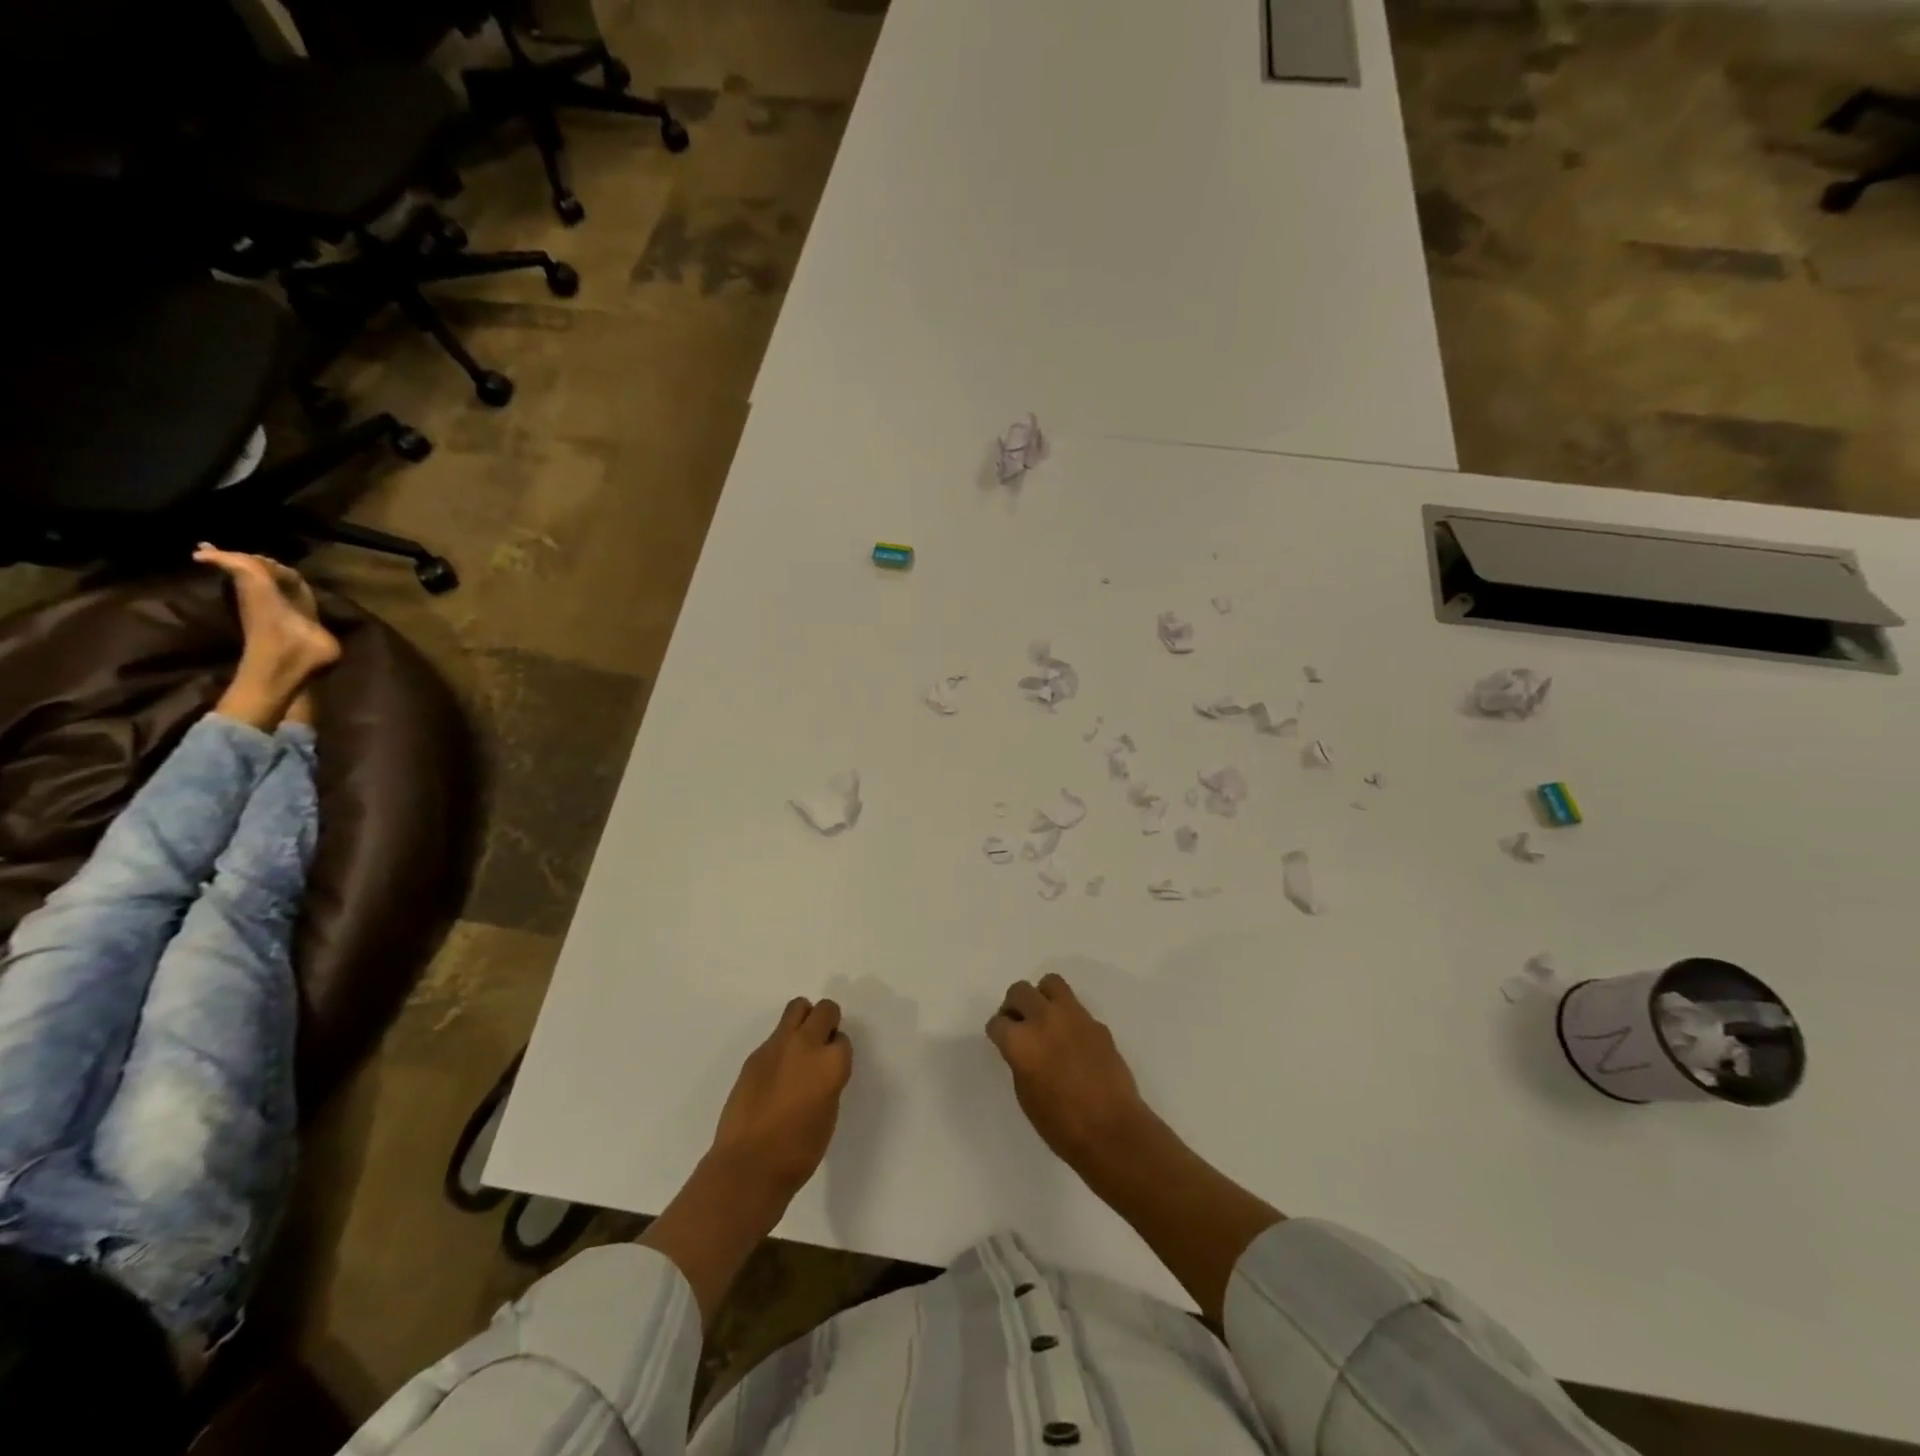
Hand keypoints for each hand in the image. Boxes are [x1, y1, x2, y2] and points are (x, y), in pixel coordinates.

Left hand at [710, 997, 852, 1202]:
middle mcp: (807, 1044)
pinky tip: (774, 1075)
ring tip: (798, 1050)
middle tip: (820, 1047)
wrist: (748, 1166)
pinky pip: (775, 1036)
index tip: (831, 1068)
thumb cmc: (798, 1151)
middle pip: (825, 1010)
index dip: (838, 1053)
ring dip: (804, 1020)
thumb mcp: (829, 1114)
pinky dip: (780, 1046)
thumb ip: (828, 1081)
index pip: (843, 1039)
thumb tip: (820, 1070)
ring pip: (797, 1008)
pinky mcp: (755, 1055)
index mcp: (832, 1063)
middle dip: (827, 1022)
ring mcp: (777, 1046)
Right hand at [986, 973, 1155, 1172]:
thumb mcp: (1026, 1095)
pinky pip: (1075, 1007)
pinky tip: (1072, 1041)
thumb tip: (1024, 1047)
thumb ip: (1020, 1061)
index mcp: (1021, 1041)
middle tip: (1019, 1024)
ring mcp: (1074, 1017)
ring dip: (1042, 997)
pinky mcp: (1097, 1023)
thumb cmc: (1061, 1125)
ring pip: (1050, 983)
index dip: (998, 1033)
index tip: (1003, 1041)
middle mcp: (1044, 1020)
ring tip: (1045, 1020)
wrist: (1112, 1131)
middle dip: (1014, 1006)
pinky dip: (1067, 1016)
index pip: (997, 1022)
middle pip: (1019, 991)